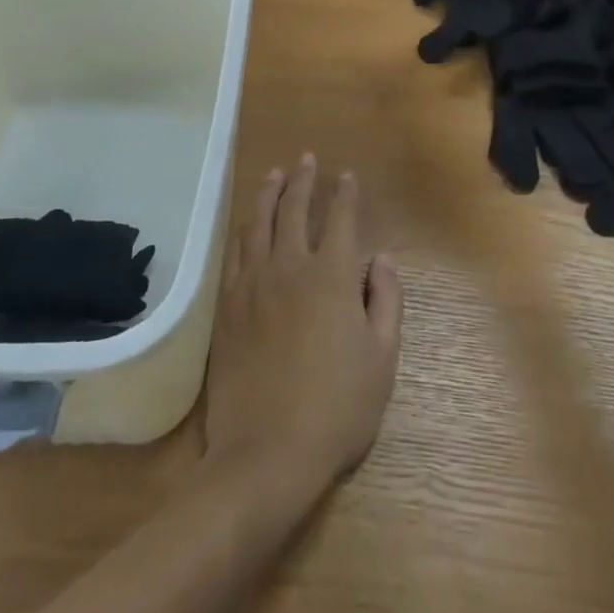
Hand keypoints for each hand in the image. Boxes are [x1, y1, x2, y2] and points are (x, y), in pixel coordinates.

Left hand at [203, 156, 402, 497]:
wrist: (266, 452)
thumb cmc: (336, 408)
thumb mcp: (381, 358)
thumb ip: (385, 301)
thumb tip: (382, 260)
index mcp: (331, 277)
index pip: (340, 220)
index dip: (345, 194)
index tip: (347, 176)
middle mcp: (290, 267)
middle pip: (295, 209)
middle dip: (304, 181)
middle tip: (307, 160)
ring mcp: (253, 284)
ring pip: (259, 223)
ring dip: (269, 193)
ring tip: (276, 174)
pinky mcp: (228, 306)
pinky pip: (235, 252)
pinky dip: (244, 229)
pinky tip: (248, 223)